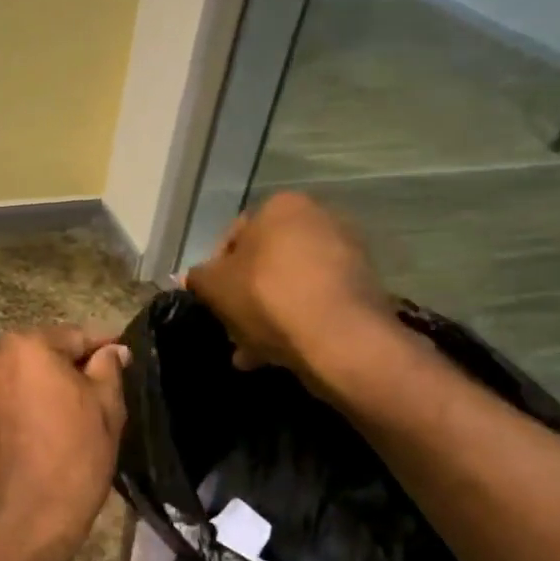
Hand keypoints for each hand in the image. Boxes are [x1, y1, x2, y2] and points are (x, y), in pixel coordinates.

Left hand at [0, 325, 128, 560]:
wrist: (18, 527)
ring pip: (23, 374)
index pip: (76, 336)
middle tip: (104, 391)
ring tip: (76, 412)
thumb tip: (113, 350)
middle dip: (73, 366)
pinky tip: (47, 427)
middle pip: (44, 351)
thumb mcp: (105, 410)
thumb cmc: (71, 461)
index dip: (105, 348)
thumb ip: (109, 369)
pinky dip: (27, 403)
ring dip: (48, 385)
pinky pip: (6, 397)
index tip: (127, 359)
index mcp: (25, 345)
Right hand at [185, 192, 393, 373]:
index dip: (215, 273)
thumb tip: (195, 278)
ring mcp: (347, 252)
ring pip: (290, 285)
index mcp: (280, 206)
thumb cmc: (268, 297)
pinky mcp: (364, 286)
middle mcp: (318, 217)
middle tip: (232, 330)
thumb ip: (199, 278)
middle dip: (245, 298)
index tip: (212, 303)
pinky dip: (297, 321)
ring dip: (269, 315)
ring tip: (252, 353)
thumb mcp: (215, 287)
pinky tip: (279, 354)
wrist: (340, 336)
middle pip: (265, 263)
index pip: (233, 236)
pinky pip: (316, 302)